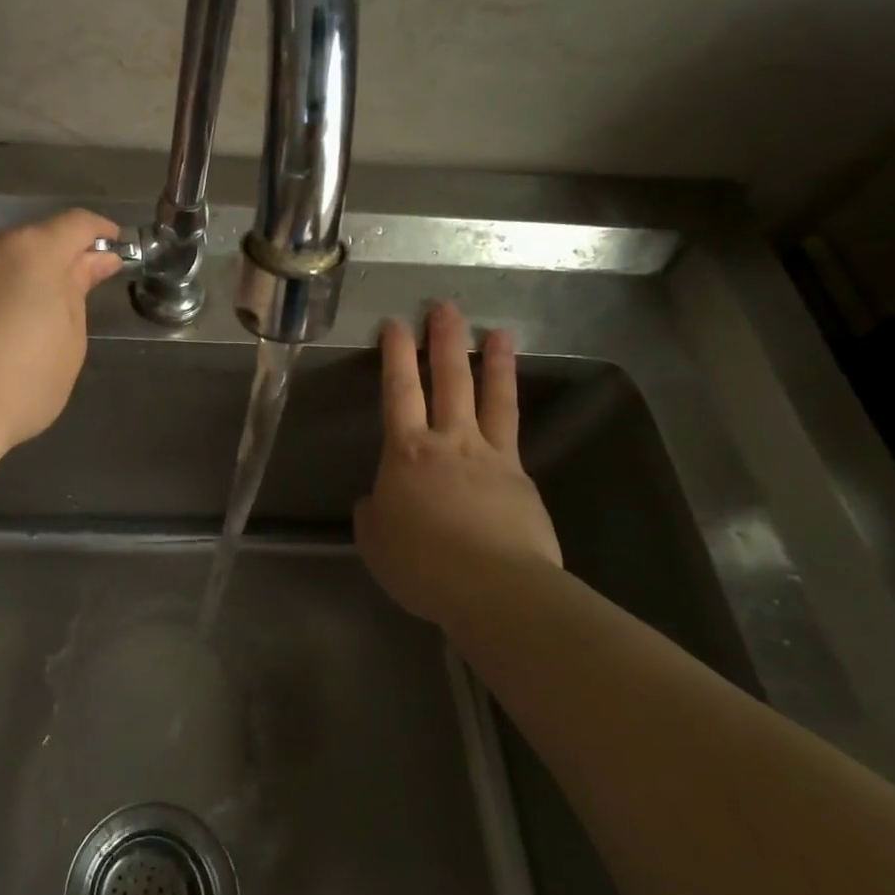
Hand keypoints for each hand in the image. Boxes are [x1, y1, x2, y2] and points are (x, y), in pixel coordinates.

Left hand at [0, 209, 123, 455]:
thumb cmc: (19, 384)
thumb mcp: (68, 341)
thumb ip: (79, 290)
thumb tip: (94, 261)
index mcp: (32, 251)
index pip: (76, 223)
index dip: (100, 232)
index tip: (114, 250)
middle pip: (34, 239)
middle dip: (58, 260)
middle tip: (73, 297)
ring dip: (19, 277)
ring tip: (27, 321)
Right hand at [354, 301, 561, 627]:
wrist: (494, 588)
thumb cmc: (422, 564)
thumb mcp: (376, 542)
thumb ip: (374, 514)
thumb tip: (379, 501)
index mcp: (406, 452)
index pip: (399, 390)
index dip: (396, 354)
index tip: (395, 324)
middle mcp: (449, 441)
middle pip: (448, 379)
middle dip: (444, 340)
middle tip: (444, 307)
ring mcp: (490, 456)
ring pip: (491, 397)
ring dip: (492, 361)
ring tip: (498, 331)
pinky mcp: (520, 477)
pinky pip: (513, 434)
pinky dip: (509, 414)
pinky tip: (509, 407)